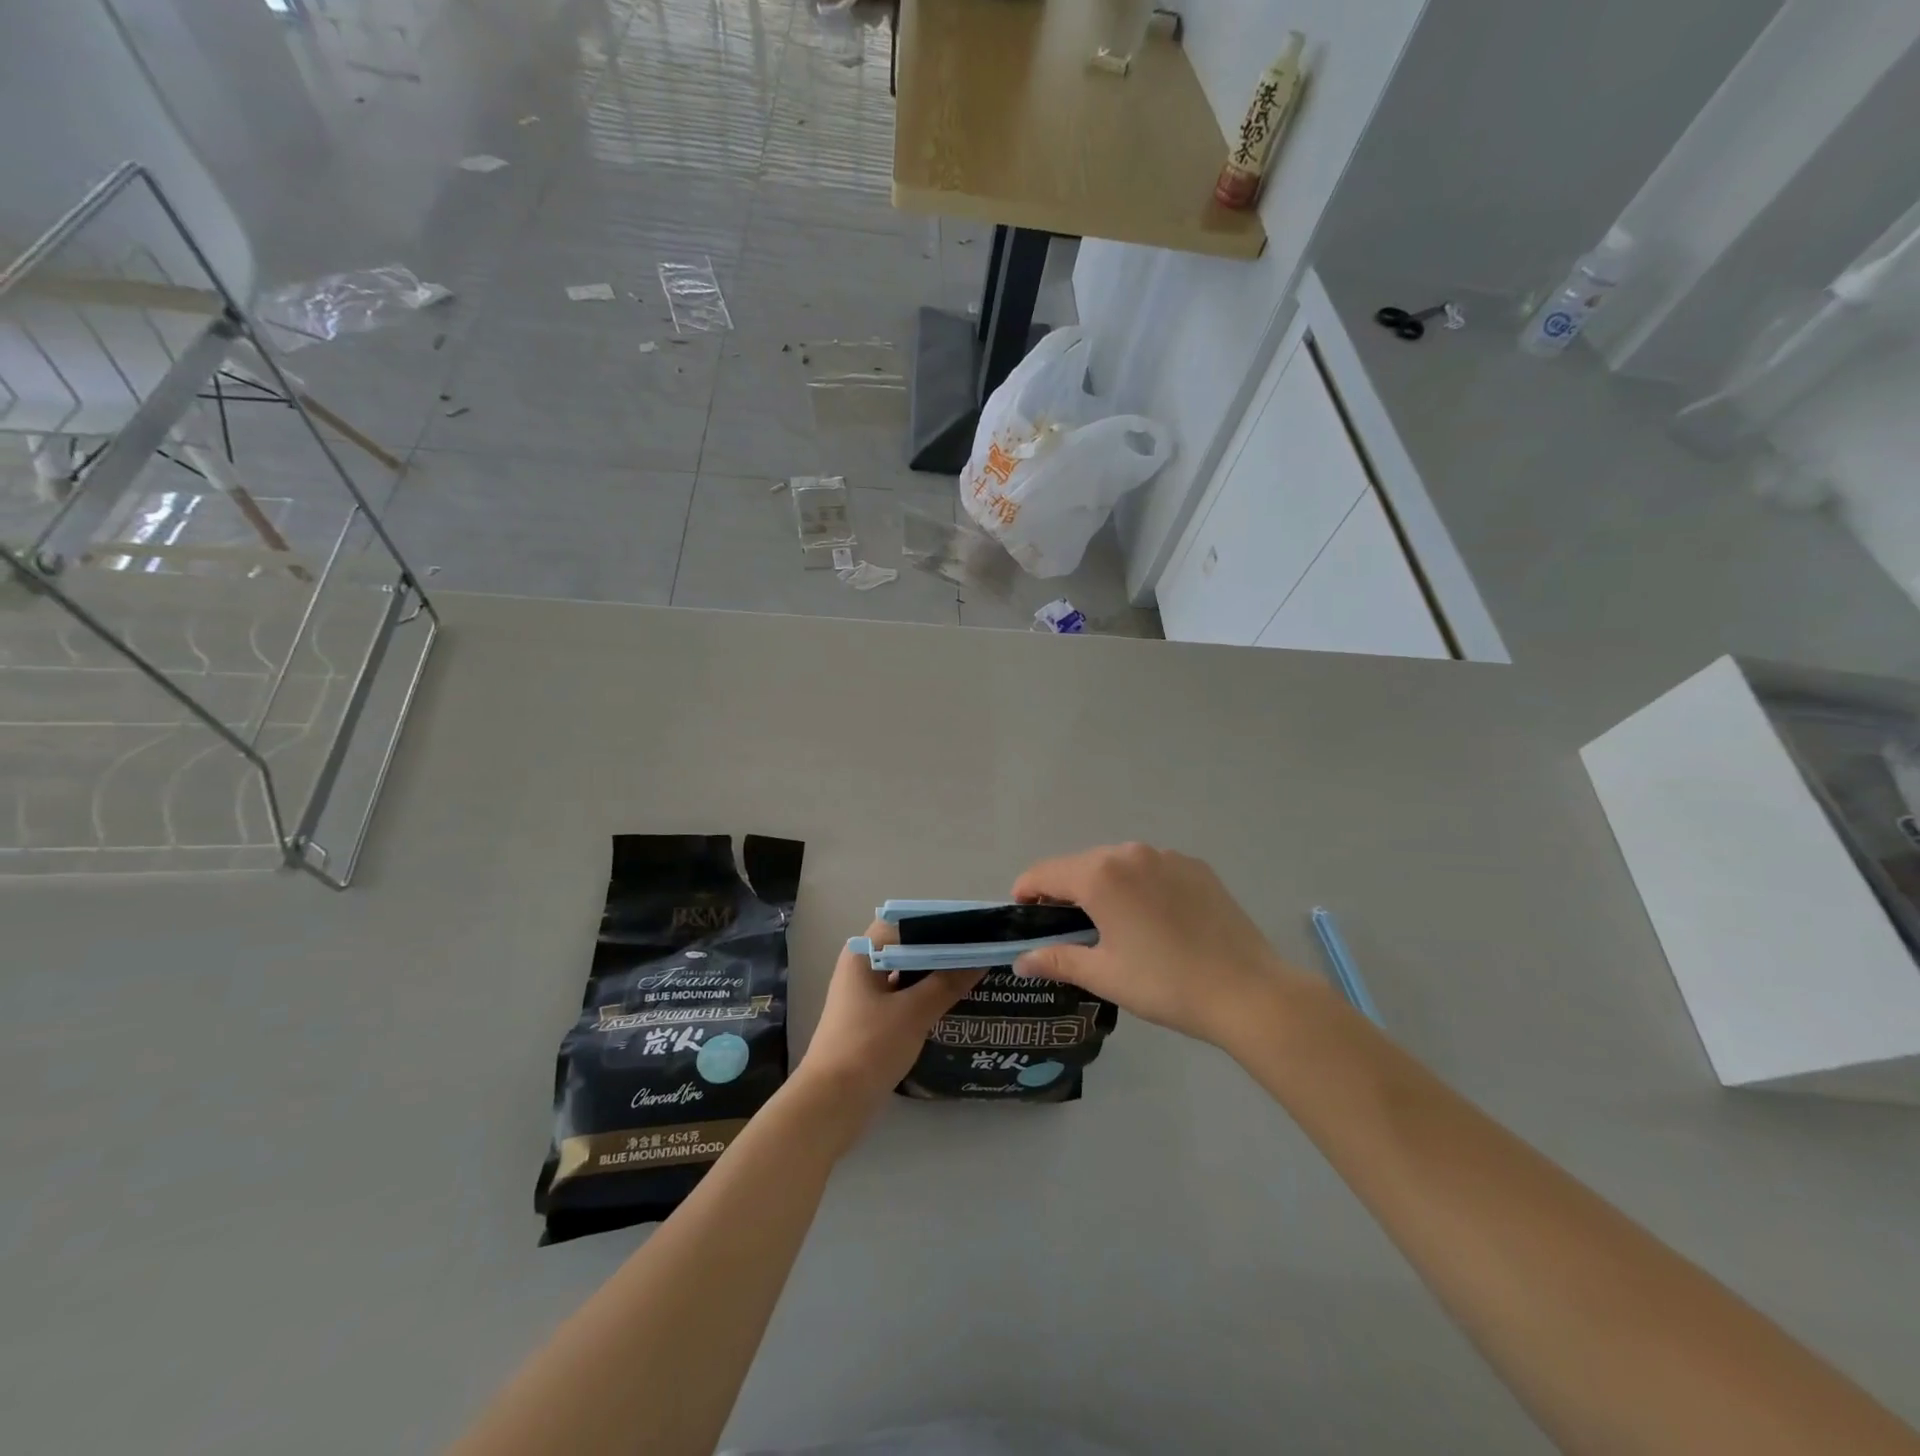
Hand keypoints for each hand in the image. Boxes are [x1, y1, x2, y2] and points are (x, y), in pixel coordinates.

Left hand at [797, 921, 983, 1114]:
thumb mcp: (914, 1012)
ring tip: (976, 972)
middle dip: (943, 948)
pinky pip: (904, 996)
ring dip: (936, 973)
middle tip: (983, 950)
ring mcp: (865, 994)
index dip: (941, 922)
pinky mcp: (871, 1020)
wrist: (832, 1105)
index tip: (976, 927)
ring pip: (907, 972)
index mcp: (864, 953)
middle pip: (908, 946)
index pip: (907, 922)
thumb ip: (948, 982)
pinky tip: (954, 1002)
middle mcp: (862, 966)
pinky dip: (927, 995)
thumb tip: (982, 957)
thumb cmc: (869, 1047)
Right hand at [1011, 843, 1317, 1050]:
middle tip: (1066, 928)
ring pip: (1118, 864)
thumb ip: (1057, 959)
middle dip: (1065, 890)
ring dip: (1103, 886)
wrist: (1248, 990)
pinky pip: (1152, 868)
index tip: (1023, 916)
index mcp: (1100, 875)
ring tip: (1111, 924)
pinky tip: (1153, 920)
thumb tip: (1021, 959)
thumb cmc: (1165, 983)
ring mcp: (1167, 856)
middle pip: (1081, 865)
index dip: (1026, 892)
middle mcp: (1130, 853)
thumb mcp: (1104, 974)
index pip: (1045, 873)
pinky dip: (1139, 886)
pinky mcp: (1196, 867)